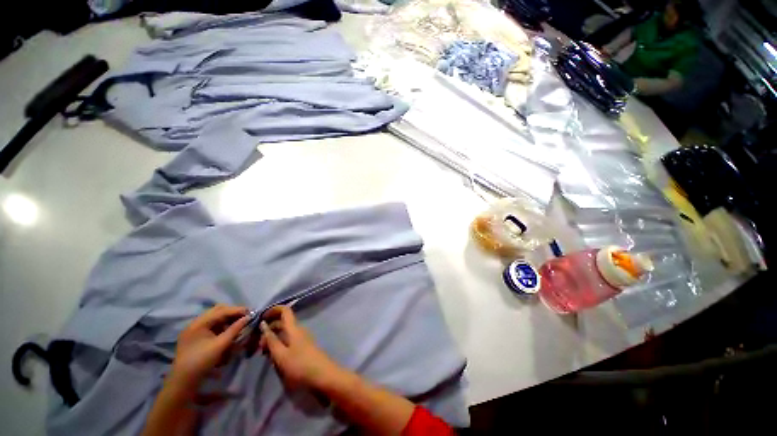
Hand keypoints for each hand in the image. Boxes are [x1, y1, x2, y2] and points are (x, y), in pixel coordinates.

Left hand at [170, 305, 248, 388]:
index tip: (251, 312)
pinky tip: (229, 330)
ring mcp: (194, 328)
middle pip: (218, 310)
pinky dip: (222, 325)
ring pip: (215, 316)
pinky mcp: (195, 335)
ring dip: (228, 318)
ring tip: (239, 323)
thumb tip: (248, 317)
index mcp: (199, 323)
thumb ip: (235, 329)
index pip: (222, 310)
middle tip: (246, 317)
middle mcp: (195, 322)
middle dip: (233, 312)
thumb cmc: (202, 361)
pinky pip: (211, 324)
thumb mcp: (221, 345)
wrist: (183, 380)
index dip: (238, 310)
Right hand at [259, 305, 341, 390]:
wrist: (322, 375)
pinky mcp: (303, 347)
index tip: (260, 318)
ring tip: (262, 353)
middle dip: (269, 329)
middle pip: (283, 322)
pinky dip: (278, 344)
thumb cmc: (300, 365)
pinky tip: (272, 357)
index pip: (285, 310)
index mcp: (294, 328)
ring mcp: (302, 338)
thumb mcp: (281, 355)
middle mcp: (298, 330)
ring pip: (285, 332)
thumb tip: (263, 324)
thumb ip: (271, 340)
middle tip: (256, 345)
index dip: (273, 310)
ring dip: (272, 338)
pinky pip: (288, 340)